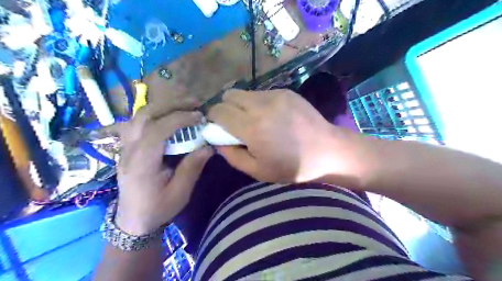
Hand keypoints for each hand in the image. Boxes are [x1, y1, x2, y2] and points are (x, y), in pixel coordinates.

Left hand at [115, 103, 211, 234]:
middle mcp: (129, 150)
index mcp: (142, 163)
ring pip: (139, 116)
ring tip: (183, 106)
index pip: (158, 130)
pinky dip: (154, 114)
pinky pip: (138, 122)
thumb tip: (208, 146)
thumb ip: (192, 167)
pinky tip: (167, 116)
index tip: (199, 116)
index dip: (180, 118)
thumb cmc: (158, 208)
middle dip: (171, 104)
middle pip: (145, 115)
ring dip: (162, 106)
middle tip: (194, 102)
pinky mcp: (127, 147)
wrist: (132, 221)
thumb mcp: (180, 192)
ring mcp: (125, 147)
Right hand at [209, 88, 367, 183]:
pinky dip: (257, 104)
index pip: (218, 111)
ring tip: (255, 121)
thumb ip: (231, 155)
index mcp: (252, 127)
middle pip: (228, 95)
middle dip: (226, 109)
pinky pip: (261, 93)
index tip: (219, 129)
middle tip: (236, 125)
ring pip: (244, 93)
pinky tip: (271, 117)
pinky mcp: (286, 92)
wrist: (327, 151)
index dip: (213, 119)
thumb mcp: (257, 171)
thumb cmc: (292, 167)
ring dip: (242, 105)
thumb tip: (217, 140)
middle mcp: (261, 105)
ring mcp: (275, 95)